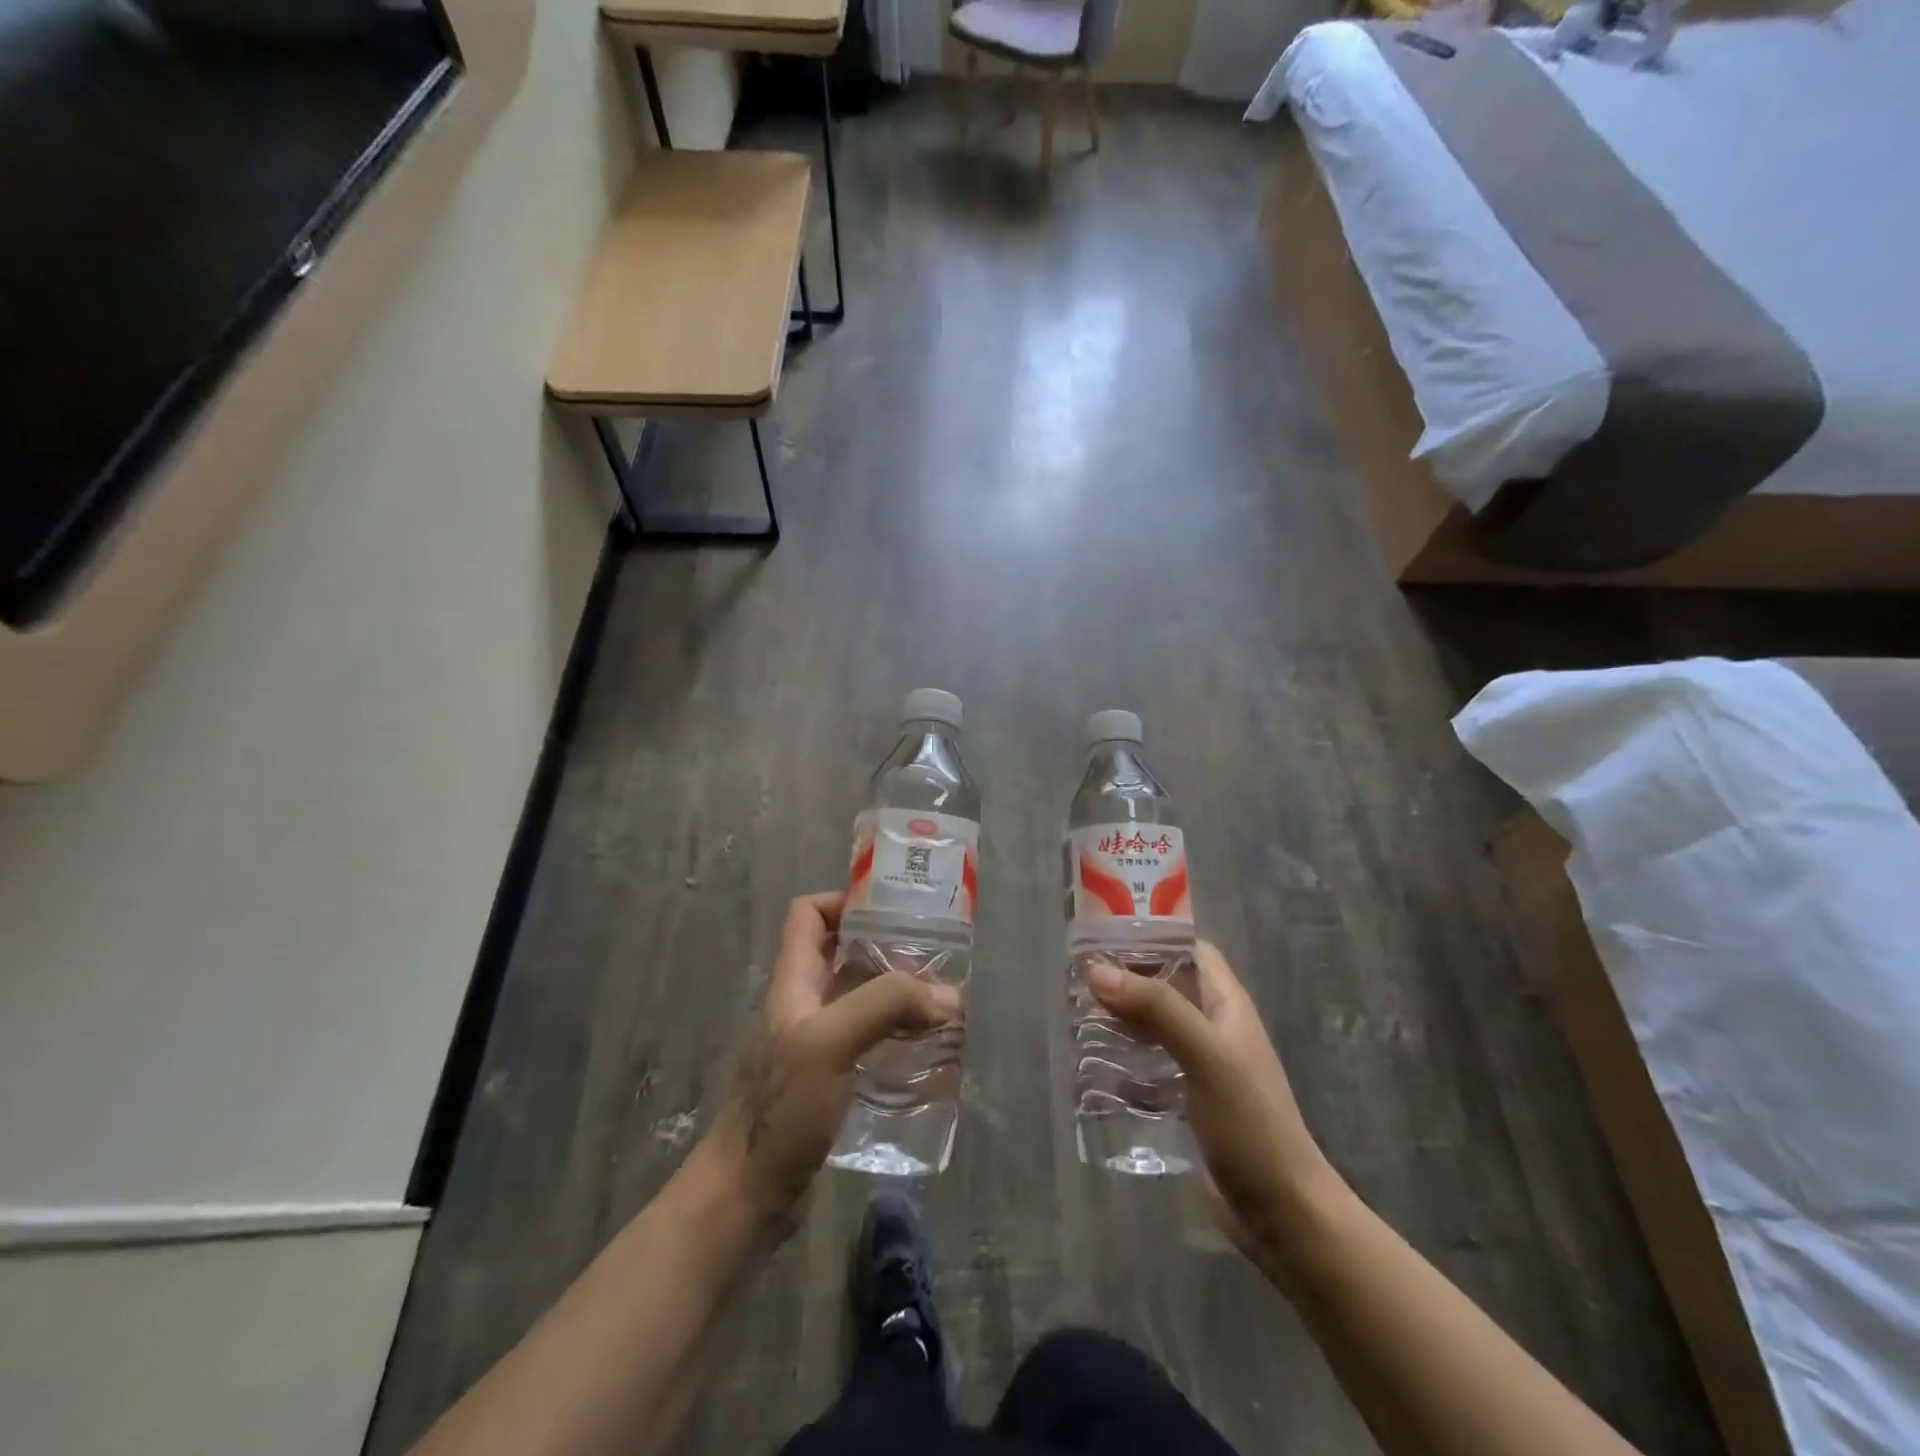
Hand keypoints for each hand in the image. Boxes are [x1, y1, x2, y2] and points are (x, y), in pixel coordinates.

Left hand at [700, 892, 960, 1240]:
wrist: (747, 1196)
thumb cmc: (782, 1109)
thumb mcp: (831, 1043)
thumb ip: (886, 1006)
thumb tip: (949, 995)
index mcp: (793, 981)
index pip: (808, 914)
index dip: (845, 900)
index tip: (893, 910)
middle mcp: (803, 1004)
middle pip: (843, 954)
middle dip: (888, 949)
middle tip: (936, 958)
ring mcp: (815, 1044)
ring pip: (859, 999)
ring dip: (898, 996)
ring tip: (943, 1003)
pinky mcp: (829, 1080)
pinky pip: (868, 1040)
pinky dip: (896, 1037)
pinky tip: (927, 1053)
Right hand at [1089, 942, 1337, 1268]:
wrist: (1282, 1213)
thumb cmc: (1249, 1122)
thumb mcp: (1205, 1055)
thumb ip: (1156, 1008)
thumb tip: (1097, 970)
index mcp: (1226, 1005)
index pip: (1190, 950)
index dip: (1152, 937)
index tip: (1105, 937)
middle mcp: (1214, 1028)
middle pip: (1166, 986)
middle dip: (1126, 980)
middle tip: (1078, 979)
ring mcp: (1202, 1067)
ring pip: (1155, 1027)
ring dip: (1121, 1020)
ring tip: (1077, 1017)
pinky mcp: (1188, 1102)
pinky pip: (1150, 1067)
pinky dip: (1125, 1061)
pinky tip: (1095, 1068)